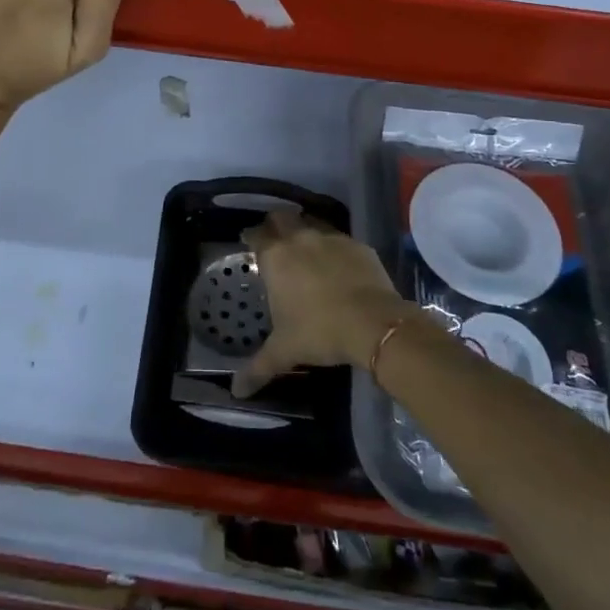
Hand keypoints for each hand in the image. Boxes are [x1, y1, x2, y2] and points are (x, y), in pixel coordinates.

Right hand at [232, 210, 412, 397]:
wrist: (373, 323)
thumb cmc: (319, 332)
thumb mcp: (285, 351)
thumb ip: (258, 368)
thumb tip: (236, 391)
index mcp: (276, 257)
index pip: (257, 235)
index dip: (252, 237)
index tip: (250, 243)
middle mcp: (300, 238)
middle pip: (282, 218)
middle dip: (276, 225)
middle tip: (276, 241)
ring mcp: (331, 237)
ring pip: (311, 222)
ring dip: (304, 230)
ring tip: (305, 249)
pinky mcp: (358, 244)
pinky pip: (339, 238)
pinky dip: (333, 246)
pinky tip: (337, 264)